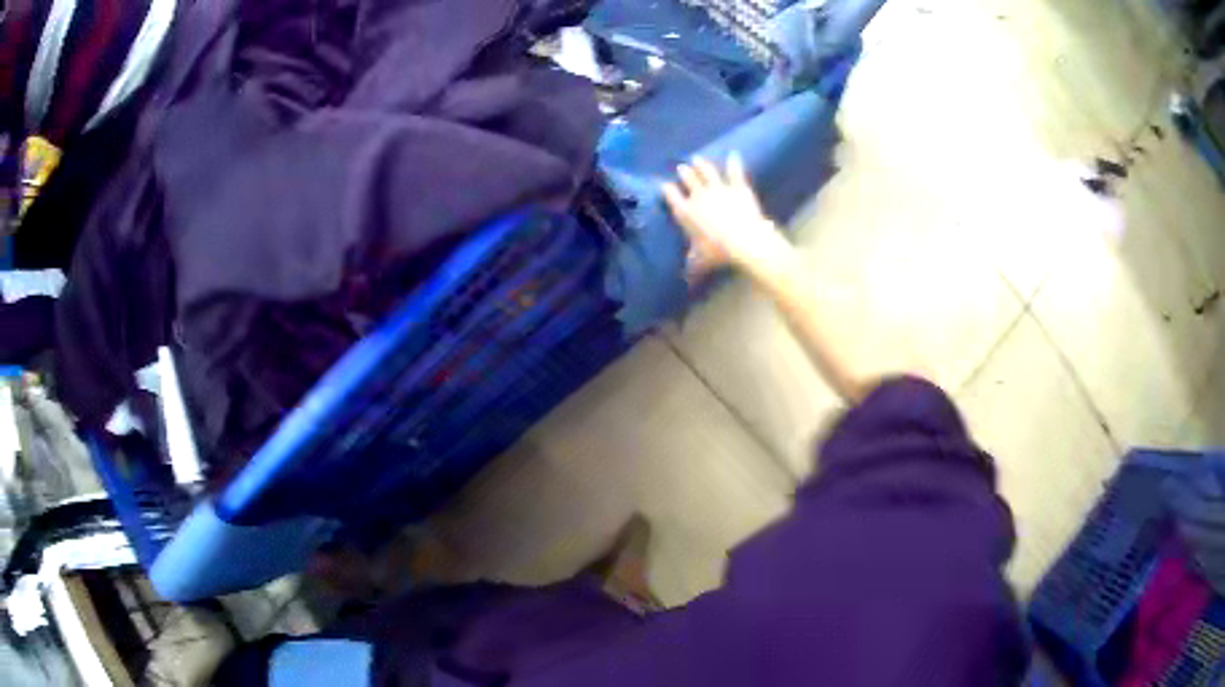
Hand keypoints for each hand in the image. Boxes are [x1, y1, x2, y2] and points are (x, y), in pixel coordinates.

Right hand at [662, 155, 793, 281]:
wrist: (744, 241)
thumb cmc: (718, 253)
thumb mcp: (700, 261)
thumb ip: (691, 265)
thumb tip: (685, 279)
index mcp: (686, 212)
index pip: (671, 196)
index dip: (667, 190)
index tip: (664, 185)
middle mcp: (699, 196)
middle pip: (688, 180)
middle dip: (684, 173)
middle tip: (681, 168)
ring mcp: (719, 189)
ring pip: (707, 172)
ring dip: (702, 165)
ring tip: (697, 159)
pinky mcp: (738, 187)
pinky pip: (735, 173)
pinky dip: (734, 164)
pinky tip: (734, 155)